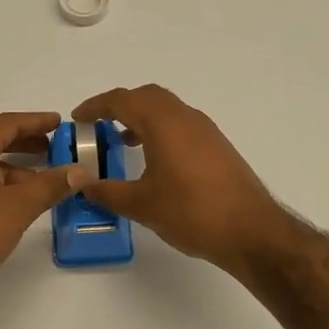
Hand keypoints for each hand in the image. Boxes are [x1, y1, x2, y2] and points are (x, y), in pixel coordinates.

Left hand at [0, 111, 86, 308]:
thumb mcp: (19, 207)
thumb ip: (51, 185)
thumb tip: (81, 171)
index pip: (7, 123)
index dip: (36, 121)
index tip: (59, 122)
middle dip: (26, 143)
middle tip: (56, 149)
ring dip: (14, 167)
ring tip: (43, 180)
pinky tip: (16, 203)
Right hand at [71, 85, 287, 274]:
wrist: (251, 231)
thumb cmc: (192, 212)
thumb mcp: (141, 204)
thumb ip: (107, 191)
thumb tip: (83, 184)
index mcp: (163, 123)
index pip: (122, 100)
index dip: (96, 106)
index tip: (77, 118)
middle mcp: (185, 117)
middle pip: (147, 97)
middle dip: (119, 106)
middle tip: (98, 125)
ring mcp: (206, 130)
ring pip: (167, 109)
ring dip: (141, 118)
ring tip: (121, 141)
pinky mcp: (217, 146)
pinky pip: (181, 124)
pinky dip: (160, 130)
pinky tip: (154, 159)